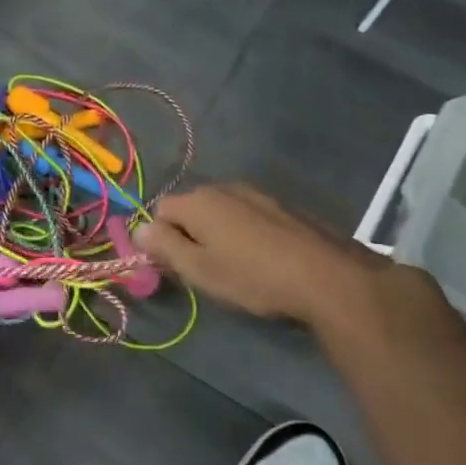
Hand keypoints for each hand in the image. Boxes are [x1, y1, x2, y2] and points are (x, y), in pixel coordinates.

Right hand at [135, 183, 380, 323]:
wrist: (326, 276)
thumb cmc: (252, 276)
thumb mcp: (199, 269)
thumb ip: (164, 246)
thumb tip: (139, 230)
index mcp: (198, 201)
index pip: (159, 211)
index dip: (161, 238)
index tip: (176, 266)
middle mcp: (224, 188)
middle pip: (190, 207)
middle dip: (189, 233)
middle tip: (203, 269)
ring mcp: (257, 194)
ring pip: (220, 211)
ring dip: (218, 233)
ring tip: (234, 265)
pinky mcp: (282, 206)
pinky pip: (247, 215)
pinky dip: (244, 232)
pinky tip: (261, 258)